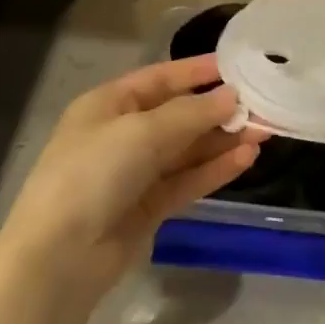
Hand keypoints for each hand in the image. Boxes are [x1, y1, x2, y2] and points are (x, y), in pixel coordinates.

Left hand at [0, 56, 261, 296]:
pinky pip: (188, 180)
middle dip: (219, 110)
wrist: (60, 257)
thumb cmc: (93, 174)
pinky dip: (216, 169)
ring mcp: (136, 173)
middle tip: (263, 104)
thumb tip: (232, 96)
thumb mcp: (141, 132)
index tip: (238, 66)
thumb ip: (191, 113)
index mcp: (109, 104)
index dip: (197, 71)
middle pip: (179, 115)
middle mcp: (122, 134)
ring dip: (223, 140)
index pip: (160, 78)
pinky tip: (247, 158)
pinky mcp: (150, 207)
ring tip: (264, 131)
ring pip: (188, 149)